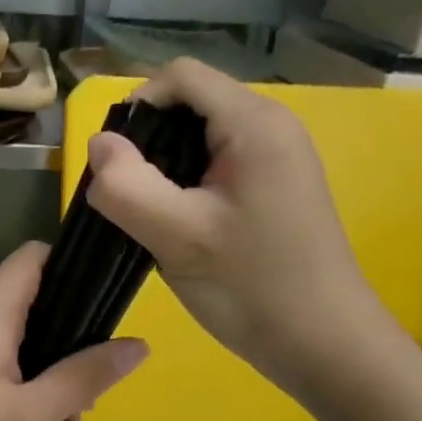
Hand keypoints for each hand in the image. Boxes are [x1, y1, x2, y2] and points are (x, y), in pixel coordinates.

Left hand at [0, 243, 149, 420]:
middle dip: (70, 366)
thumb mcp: (27, 417)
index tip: (106, 311)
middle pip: (39, 319)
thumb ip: (82, 378)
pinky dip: (22, 412)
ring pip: (23, 361)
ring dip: (50, 403)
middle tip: (84, 415)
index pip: (36, 258)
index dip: (75, 271)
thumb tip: (139, 345)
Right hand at [85, 59, 394, 396]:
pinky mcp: (275, 189)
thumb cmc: (252, 287)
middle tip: (130, 198)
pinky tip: (179, 227)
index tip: (114, 164)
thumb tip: (98, 144)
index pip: (180, 76)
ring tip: (151, 217)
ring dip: (165, 170)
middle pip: (190, 104)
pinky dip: (188, 187)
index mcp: (254, 122)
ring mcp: (277, 159)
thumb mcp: (178, 236)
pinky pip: (218, 167)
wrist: (323, 344)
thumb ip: (128, 186)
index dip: (137, 106)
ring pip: (201, 139)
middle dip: (149, 142)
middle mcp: (271, 127)